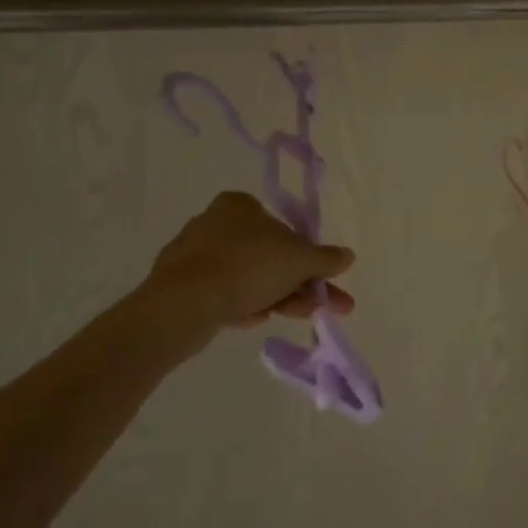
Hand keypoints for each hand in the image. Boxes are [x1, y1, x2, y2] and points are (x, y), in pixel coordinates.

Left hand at [122, 192, 354, 362]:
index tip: (322, 280)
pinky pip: (223, 294)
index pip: (283, 226)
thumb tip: (348, 256)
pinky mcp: (179, 287)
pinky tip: (255, 322)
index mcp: (239, 205)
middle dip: (299, 282)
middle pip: (269, 255)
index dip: (307, 255)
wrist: (183, 305)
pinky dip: (244, 306)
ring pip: (248, 277)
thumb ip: (326, 258)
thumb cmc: (247, 267)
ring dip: (278, 296)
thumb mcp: (299, 260)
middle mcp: (214, 223)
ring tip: (302, 318)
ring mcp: (194, 256)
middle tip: (322, 306)